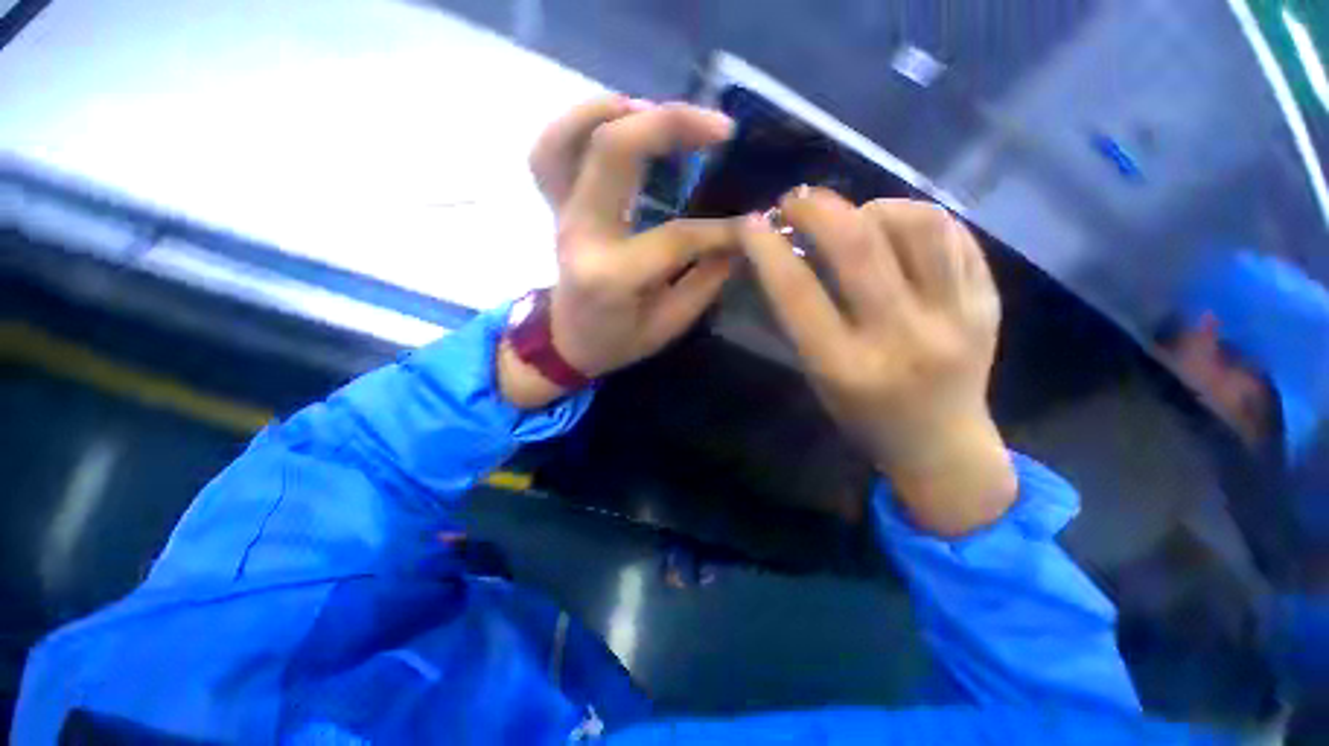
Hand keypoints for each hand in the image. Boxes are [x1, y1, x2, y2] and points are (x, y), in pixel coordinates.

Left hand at [499, 96, 740, 408]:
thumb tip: (741, 240)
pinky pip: (550, 152)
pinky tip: (615, 122)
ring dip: (614, 109)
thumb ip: (705, 283)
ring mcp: (562, 215)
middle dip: (671, 125)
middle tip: (720, 129)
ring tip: (660, 112)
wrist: (567, 344)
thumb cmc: (617, 342)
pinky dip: (577, 123)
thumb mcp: (668, 326)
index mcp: (612, 276)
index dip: (720, 230)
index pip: (675, 235)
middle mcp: (582, 234)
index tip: (751, 226)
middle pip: (613, 152)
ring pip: (569, 138)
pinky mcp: (556, 207)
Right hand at [738, 187, 1015, 536]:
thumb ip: (804, 317)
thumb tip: (791, 253)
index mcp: (847, 366)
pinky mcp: (989, 302)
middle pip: (860, 247)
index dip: (767, 250)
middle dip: (818, 209)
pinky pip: (954, 235)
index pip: (798, 293)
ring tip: (856, 217)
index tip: (751, 224)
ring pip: (919, 226)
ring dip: (874, 208)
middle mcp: (903, 338)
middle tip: (796, 200)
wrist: (942, 444)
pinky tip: (896, 231)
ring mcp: (957, 317)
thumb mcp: (818, 376)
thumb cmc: (863, 416)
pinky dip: (915, 219)